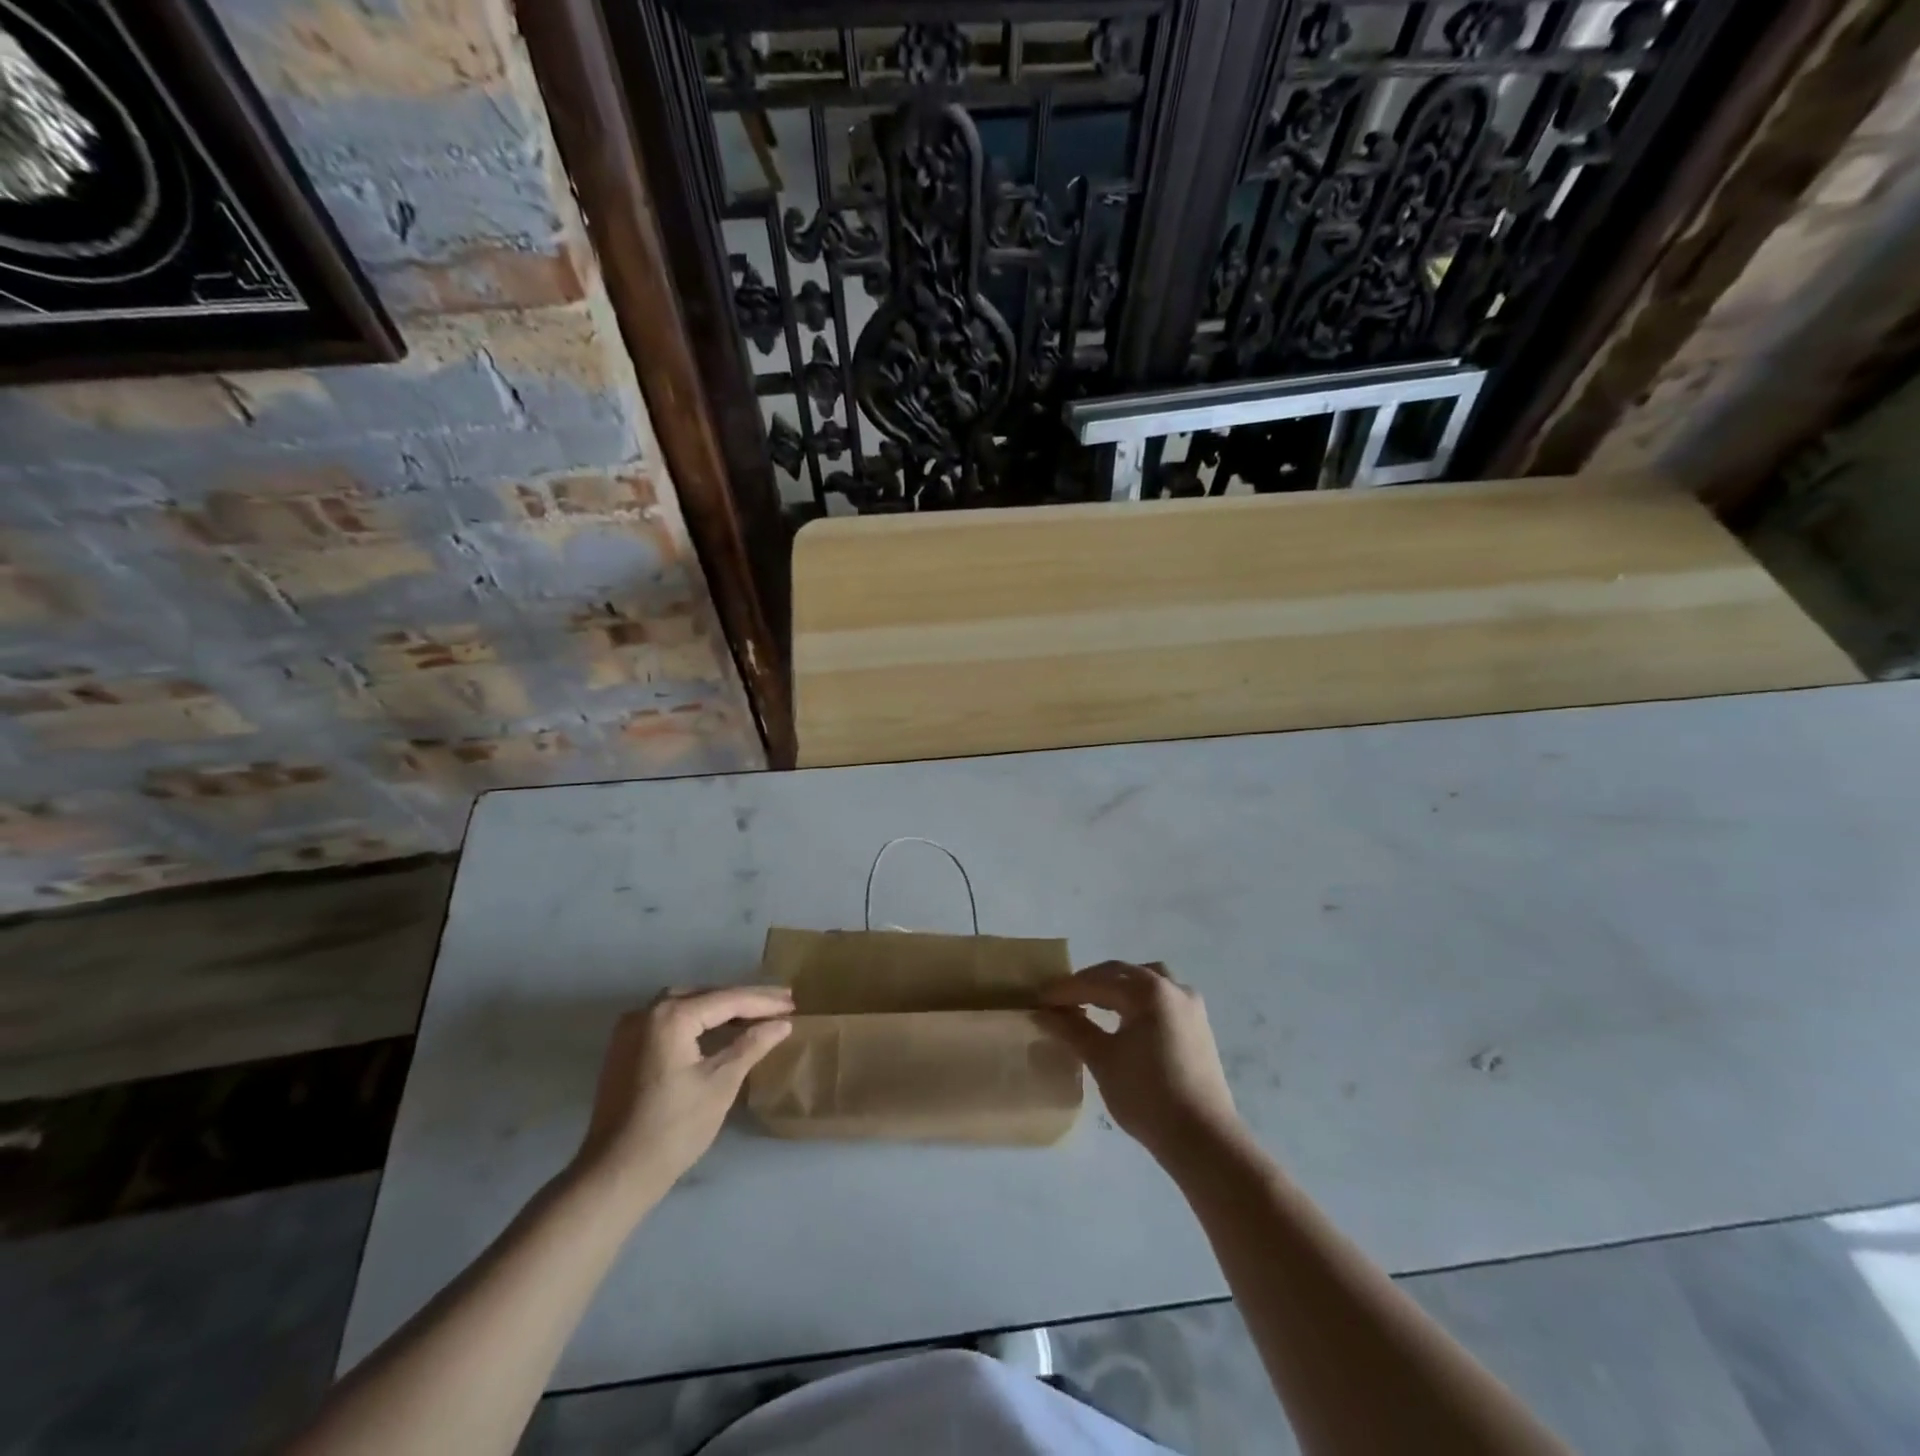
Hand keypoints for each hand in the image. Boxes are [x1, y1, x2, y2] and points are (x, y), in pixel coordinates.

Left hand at [571, 986, 792, 1214]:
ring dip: (720, 1009)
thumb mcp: (721, 1083)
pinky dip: (697, 1022)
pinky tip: (720, 1030)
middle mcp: (646, 1012)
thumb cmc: (674, 1129)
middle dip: (743, 1000)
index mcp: (670, 1016)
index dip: (763, 1002)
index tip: (793, 1003)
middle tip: (780, 1003)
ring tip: (756, 1014)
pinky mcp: (625, 1049)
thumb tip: (782, 1023)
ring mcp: (630, 1030)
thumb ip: (752, 1045)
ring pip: (686, 1006)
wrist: (615, 1175)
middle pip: (705, 996)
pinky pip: (669, 1022)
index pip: (727, 1000)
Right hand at [1040, 962, 1240, 1163]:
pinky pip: (1161, 997)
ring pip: (1145, 981)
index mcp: (1148, 991)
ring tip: (1092, 1003)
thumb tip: (1043, 1013)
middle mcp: (1172, 987)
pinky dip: (1137, 999)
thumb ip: (1073, 1030)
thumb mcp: (1103, 1060)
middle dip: (1089, 984)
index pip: (1096, 983)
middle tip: (1060, 1000)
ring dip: (1117, 986)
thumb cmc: (1147, 1096)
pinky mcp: (1198, 1025)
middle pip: (1122, 974)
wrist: (1203, 1139)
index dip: (1065, 990)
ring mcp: (1190, 1005)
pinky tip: (1123, 1017)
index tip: (1038, 999)